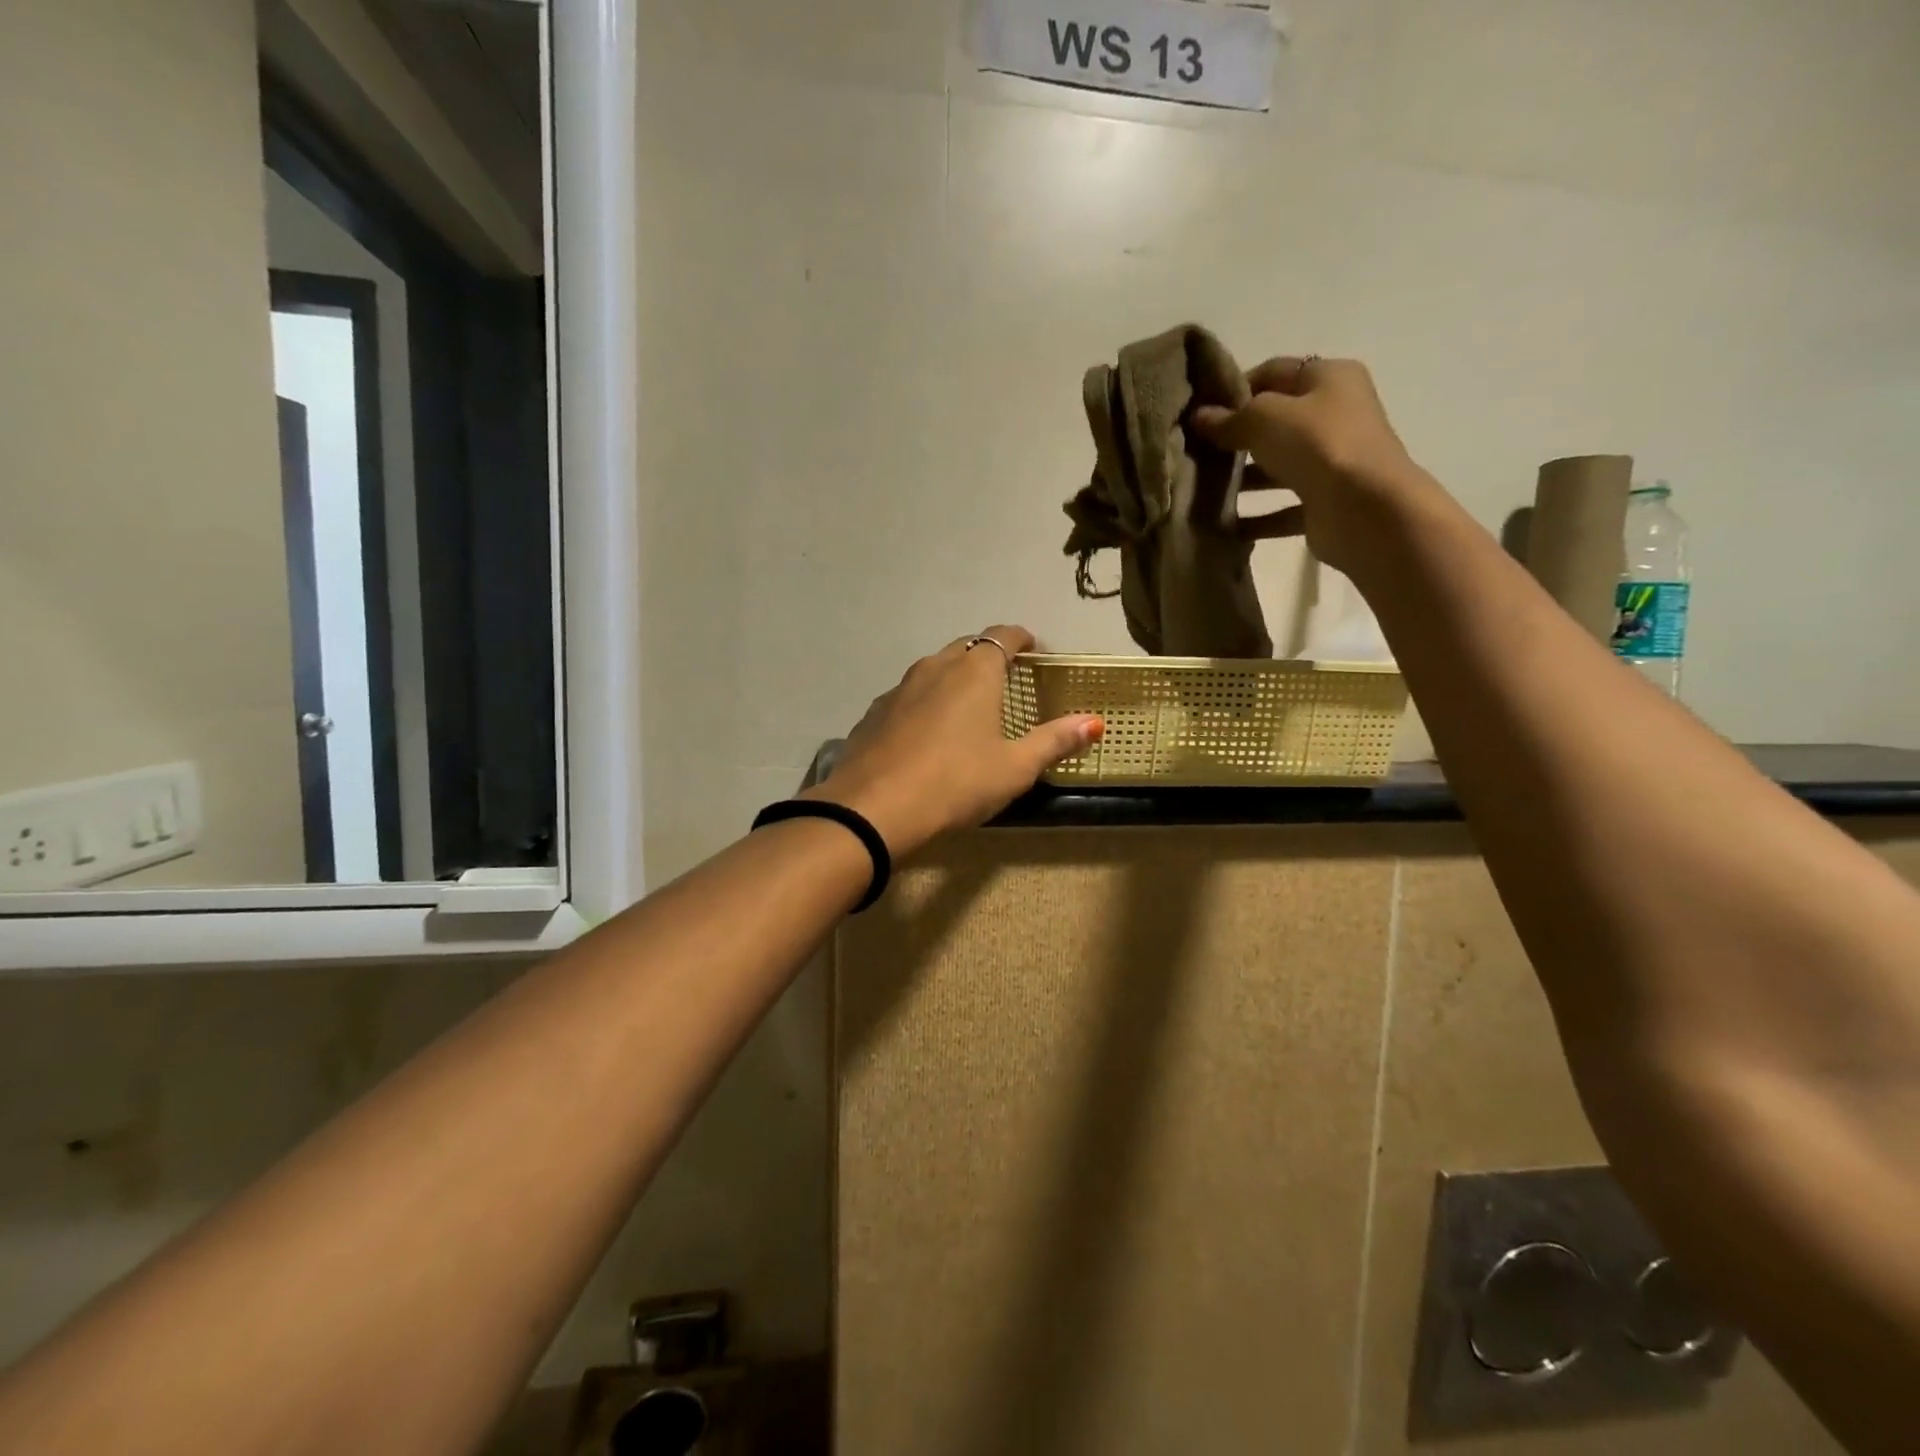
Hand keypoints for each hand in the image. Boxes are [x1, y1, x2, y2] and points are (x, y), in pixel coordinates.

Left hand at [806, 626, 1102, 856]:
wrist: (874, 809)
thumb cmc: (956, 783)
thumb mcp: (1015, 768)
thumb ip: (1055, 741)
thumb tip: (1094, 722)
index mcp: (974, 672)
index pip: (1003, 636)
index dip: (1022, 639)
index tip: (1035, 651)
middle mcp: (934, 668)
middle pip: (966, 648)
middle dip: (988, 657)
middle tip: (1005, 682)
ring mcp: (898, 689)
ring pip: (933, 670)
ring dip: (953, 679)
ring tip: (967, 708)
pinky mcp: (874, 714)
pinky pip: (907, 697)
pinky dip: (924, 704)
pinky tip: (926, 735)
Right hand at [1192, 356, 1420, 575]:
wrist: (1365, 509)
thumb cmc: (1318, 445)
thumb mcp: (1265, 418)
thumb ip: (1230, 418)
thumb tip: (1199, 417)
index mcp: (1329, 378)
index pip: (1273, 372)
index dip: (1234, 389)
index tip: (1200, 413)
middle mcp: (1335, 415)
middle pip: (1275, 421)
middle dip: (1236, 437)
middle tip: (1196, 453)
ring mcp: (1332, 461)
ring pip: (1277, 466)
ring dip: (1243, 479)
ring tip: (1204, 490)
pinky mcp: (1325, 502)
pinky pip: (1282, 508)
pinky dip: (1256, 517)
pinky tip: (1224, 526)